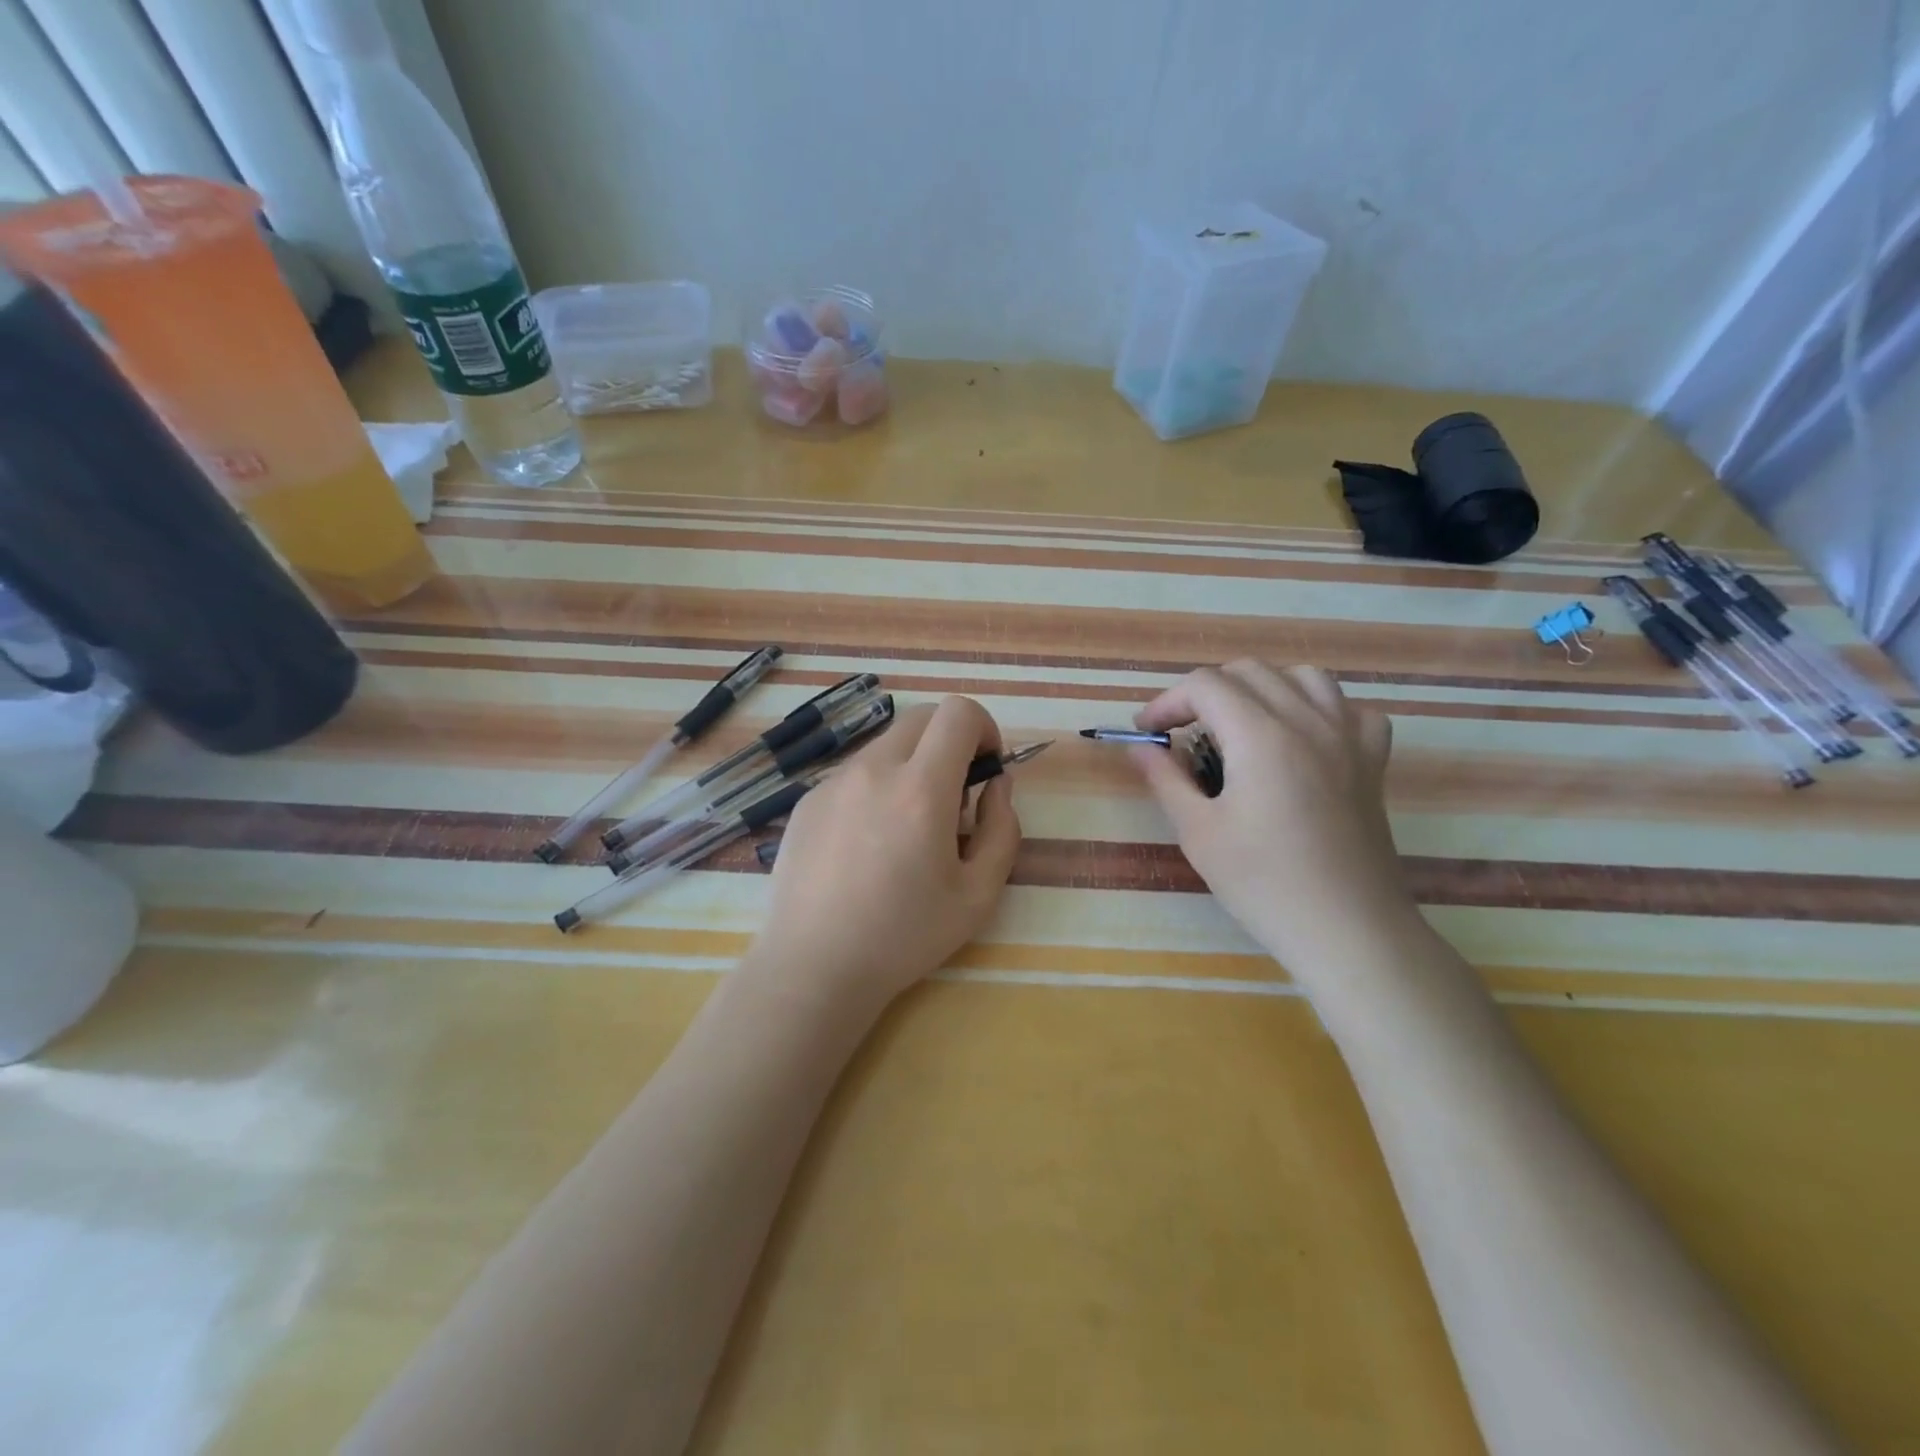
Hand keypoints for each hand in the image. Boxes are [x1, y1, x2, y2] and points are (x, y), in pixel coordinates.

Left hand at [744, 697, 1021, 1016]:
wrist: (814, 967)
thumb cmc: (904, 936)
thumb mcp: (979, 894)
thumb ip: (1003, 828)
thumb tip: (995, 785)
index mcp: (921, 788)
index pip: (957, 713)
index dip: (984, 727)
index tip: (986, 767)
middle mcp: (873, 770)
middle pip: (921, 718)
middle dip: (950, 741)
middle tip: (955, 796)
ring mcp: (833, 782)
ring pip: (886, 745)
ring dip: (912, 765)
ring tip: (908, 828)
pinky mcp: (807, 800)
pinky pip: (855, 773)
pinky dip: (877, 787)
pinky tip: (868, 844)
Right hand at [1130, 661, 1416, 983]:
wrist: (1348, 929)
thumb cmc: (1264, 884)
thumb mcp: (1198, 833)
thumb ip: (1165, 779)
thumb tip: (1140, 748)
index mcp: (1261, 735)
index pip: (1205, 685)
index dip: (1166, 702)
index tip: (1146, 733)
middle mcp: (1308, 721)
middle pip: (1249, 671)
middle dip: (1205, 692)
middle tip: (1183, 732)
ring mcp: (1348, 737)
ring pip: (1302, 677)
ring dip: (1260, 688)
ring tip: (1239, 725)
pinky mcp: (1372, 760)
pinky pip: (1348, 708)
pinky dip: (1317, 709)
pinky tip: (1301, 738)